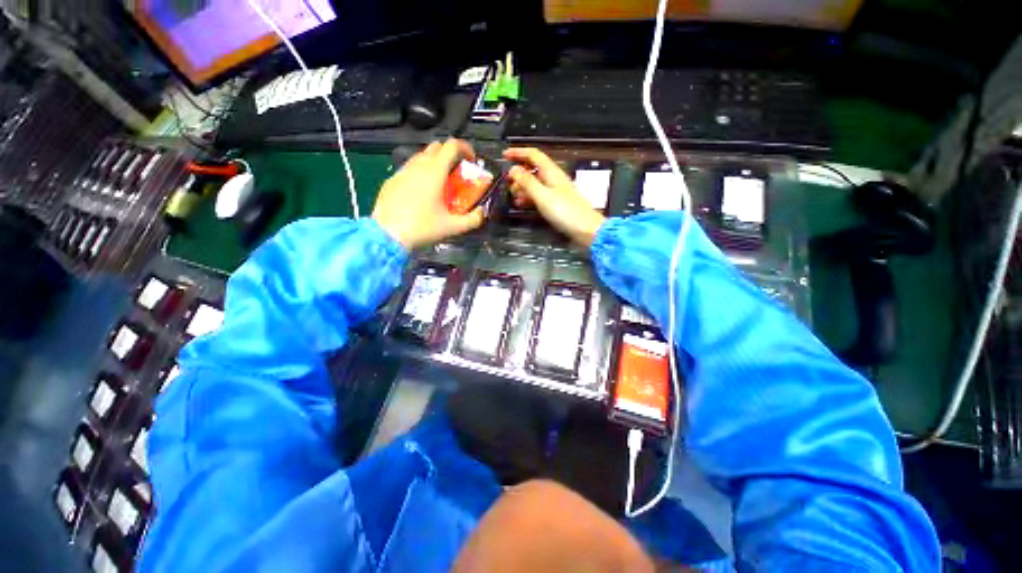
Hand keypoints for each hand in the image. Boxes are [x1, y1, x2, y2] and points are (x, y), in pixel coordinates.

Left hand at [373, 139, 485, 248]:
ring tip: (440, 183)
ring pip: (421, 156)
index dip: (466, 148)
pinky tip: (421, 192)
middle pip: (436, 146)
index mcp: (434, 172)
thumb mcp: (452, 227)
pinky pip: (410, 168)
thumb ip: (473, 220)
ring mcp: (402, 171)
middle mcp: (418, 166)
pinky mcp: (392, 180)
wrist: (387, 235)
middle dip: (450, 154)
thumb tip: (482, 213)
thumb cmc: (422, 228)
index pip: (452, 145)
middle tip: (457, 173)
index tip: (472, 160)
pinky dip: (420, 172)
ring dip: (435, 162)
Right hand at [503, 148, 605, 246]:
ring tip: (513, 196)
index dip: (518, 152)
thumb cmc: (566, 212)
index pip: (533, 155)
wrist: (586, 230)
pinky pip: (539, 196)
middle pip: (533, 169)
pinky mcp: (556, 204)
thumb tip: (513, 169)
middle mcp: (553, 179)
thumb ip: (527, 182)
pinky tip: (522, 204)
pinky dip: (529, 198)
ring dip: (522, 187)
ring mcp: (555, 192)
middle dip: (518, 173)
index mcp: (552, 172)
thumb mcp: (543, 196)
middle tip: (507, 183)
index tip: (504, 155)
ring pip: (535, 184)